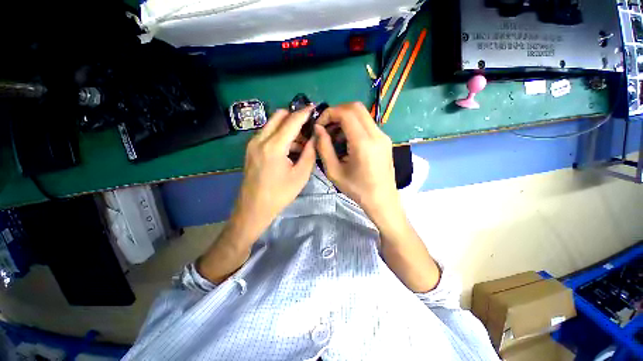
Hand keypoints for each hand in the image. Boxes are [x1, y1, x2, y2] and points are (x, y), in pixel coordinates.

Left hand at [232, 107, 316, 240]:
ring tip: (300, 144)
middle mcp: (260, 139)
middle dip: (294, 117)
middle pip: (279, 116)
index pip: (292, 121)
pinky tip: (288, 149)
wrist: (253, 208)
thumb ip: (310, 153)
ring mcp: (252, 143)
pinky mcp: (250, 149)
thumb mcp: (301, 175)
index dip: (304, 113)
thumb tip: (315, 137)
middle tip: (307, 130)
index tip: (314, 107)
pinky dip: (279, 135)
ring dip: (287, 127)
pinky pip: (267, 133)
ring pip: (272, 124)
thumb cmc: (280, 194)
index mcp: (274, 146)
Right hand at [316, 103, 439, 291]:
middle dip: (337, 112)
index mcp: (363, 143)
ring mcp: (383, 136)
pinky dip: (354, 125)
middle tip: (326, 126)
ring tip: (334, 136)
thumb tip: (318, 129)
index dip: (329, 113)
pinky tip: (346, 141)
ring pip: (362, 114)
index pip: (346, 113)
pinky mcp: (385, 140)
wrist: (382, 200)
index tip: (319, 125)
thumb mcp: (334, 171)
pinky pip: (367, 124)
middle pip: (355, 107)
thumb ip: (324, 147)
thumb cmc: (357, 190)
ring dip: (345, 119)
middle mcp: (376, 134)